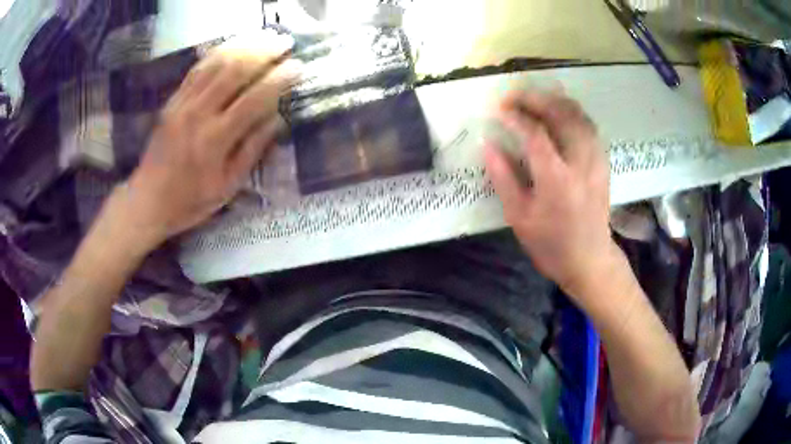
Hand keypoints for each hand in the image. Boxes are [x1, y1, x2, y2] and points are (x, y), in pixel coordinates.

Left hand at [123, 31, 300, 246]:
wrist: (148, 199)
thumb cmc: (191, 199)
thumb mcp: (228, 186)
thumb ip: (252, 149)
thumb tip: (278, 117)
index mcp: (216, 140)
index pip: (255, 99)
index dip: (280, 79)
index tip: (299, 66)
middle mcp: (199, 114)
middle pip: (235, 71)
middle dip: (264, 52)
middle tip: (285, 41)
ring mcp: (182, 104)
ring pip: (216, 63)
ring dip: (244, 45)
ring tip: (265, 35)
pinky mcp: (172, 100)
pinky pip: (197, 69)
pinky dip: (218, 52)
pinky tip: (234, 43)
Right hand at [484, 90, 614, 298]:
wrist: (590, 260)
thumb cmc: (551, 245)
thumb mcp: (519, 217)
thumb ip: (503, 178)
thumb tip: (488, 144)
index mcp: (556, 179)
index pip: (534, 133)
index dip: (514, 116)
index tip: (497, 109)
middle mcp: (580, 163)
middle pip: (561, 114)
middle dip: (534, 99)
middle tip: (513, 96)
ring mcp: (596, 160)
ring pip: (578, 115)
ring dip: (554, 101)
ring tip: (533, 98)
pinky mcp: (603, 162)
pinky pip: (588, 126)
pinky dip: (571, 112)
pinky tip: (558, 113)